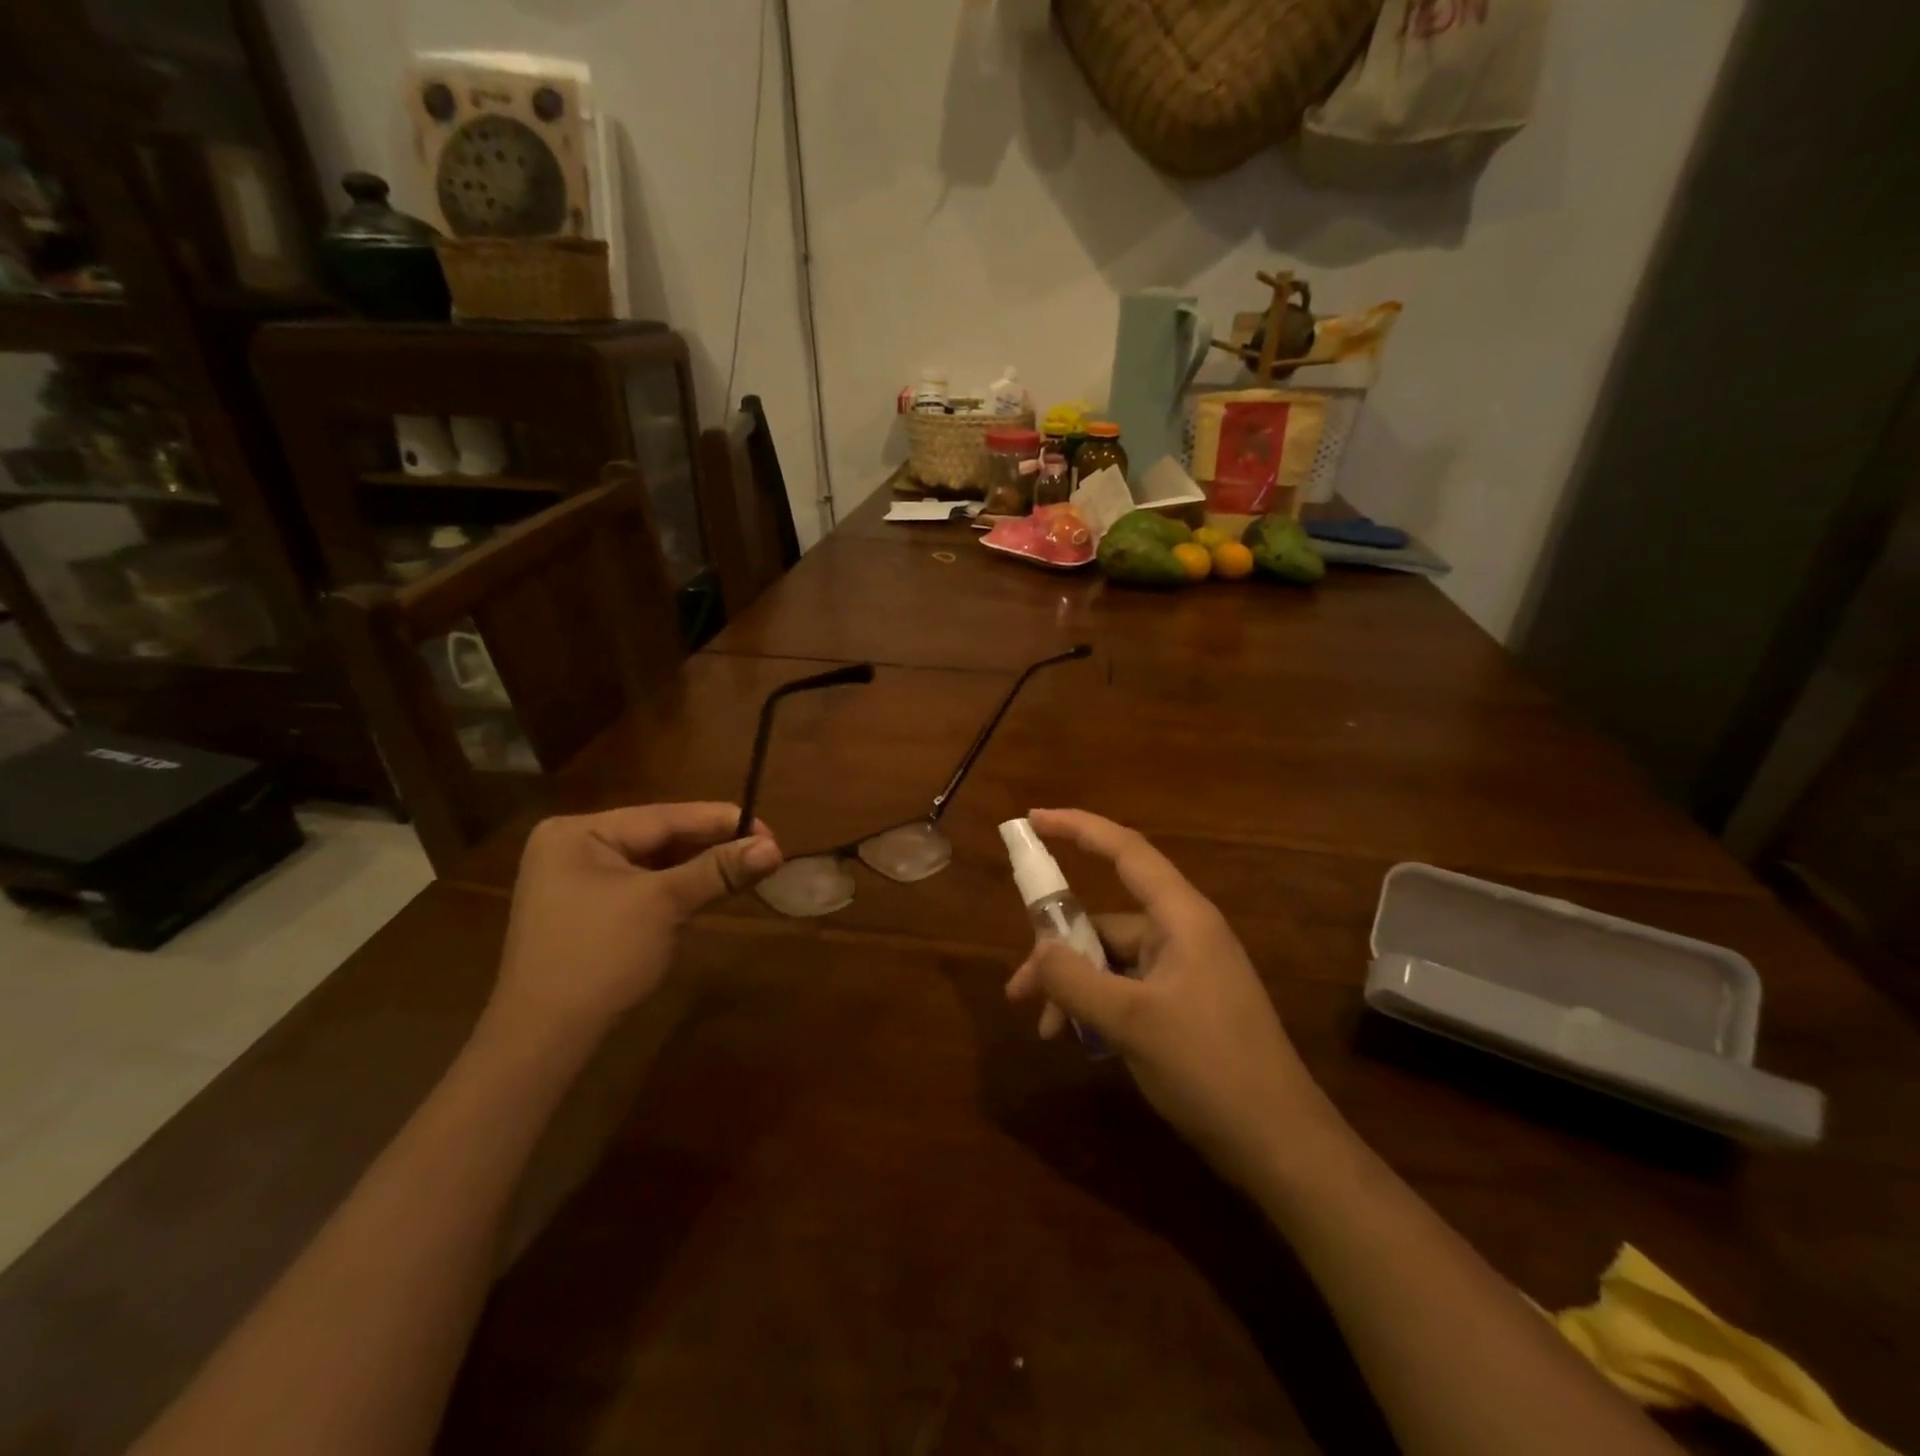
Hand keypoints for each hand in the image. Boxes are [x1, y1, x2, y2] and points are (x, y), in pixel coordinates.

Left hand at [490, 802, 781, 1039]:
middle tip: (767, 851)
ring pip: (655, 863)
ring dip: (700, 867)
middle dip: (712, 845)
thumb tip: (775, 848)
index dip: (721, 821)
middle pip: (660, 836)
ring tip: (749, 867)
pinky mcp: (590, 911)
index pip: (664, 816)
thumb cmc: (599, 957)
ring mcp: (579, 881)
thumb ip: (718, 870)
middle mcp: (574, 846)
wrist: (543, 1041)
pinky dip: (679, 888)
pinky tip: (712, 888)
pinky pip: (644, 886)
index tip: (771, 830)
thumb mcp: (664, 905)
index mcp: (579, 832)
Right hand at [1005, 809, 1334, 1187]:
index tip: (1033, 819)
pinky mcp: (1183, 1004)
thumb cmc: (1208, 1067)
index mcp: (1181, 917)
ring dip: (1073, 986)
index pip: (1125, 850)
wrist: (1279, 1144)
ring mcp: (1184, 970)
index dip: (1078, 828)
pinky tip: (1076, 1038)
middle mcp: (1183, 933)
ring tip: (1043, 1027)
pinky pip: (1126, 987)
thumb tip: (1039, 950)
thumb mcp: (1130, 1021)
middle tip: (1019, 990)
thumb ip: (1075, 980)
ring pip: (1111, 959)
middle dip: (1057, 949)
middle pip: (1106, 919)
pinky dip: (1096, 1005)